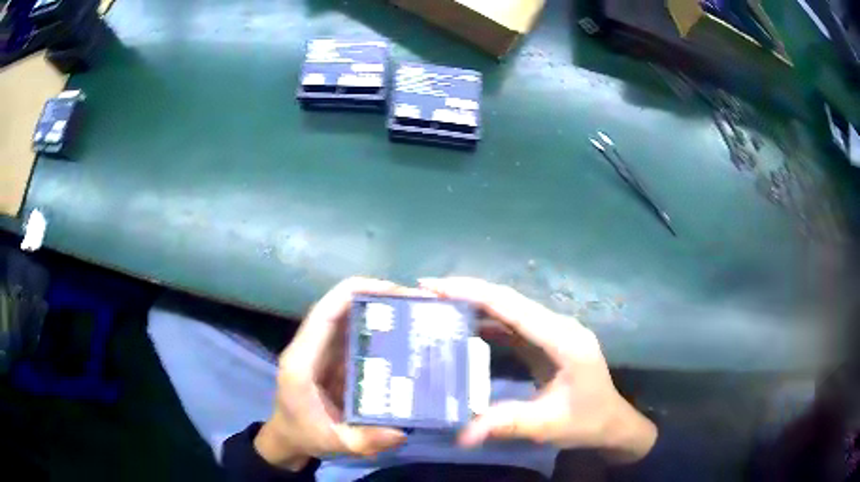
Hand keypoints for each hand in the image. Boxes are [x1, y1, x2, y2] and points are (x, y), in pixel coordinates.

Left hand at [255, 277, 408, 470]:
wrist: (289, 437)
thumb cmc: (305, 435)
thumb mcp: (334, 444)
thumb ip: (363, 441)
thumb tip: (401, 432)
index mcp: (302, 361)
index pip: (324, 313)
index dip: (353, 293)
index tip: (391, 288)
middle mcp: (309, 348)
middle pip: (338, 308)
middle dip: (374, 297)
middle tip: (414, 301)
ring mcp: (320, 350)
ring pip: (346, 318)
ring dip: (377, 309)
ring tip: (414, 312)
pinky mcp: (330, 357)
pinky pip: (353, 334)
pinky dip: (376, 328)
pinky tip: (402, 334)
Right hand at [419, 277, 656, 463]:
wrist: (612, 422)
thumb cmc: (586, 421)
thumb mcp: (547, 425)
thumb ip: (506, 424)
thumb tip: (461, 434)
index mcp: (563, 339)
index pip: (512, 306)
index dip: (472, 292)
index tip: (433, 286)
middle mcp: (558, 326)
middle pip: (508, 300)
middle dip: (466, 293)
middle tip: (425, 293)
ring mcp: (553, 332)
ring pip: (509, 309)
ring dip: (474, 305)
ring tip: (436, 306)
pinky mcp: (547, 341)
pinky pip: (513, 325)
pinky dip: (486, 322)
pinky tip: (464, 328)